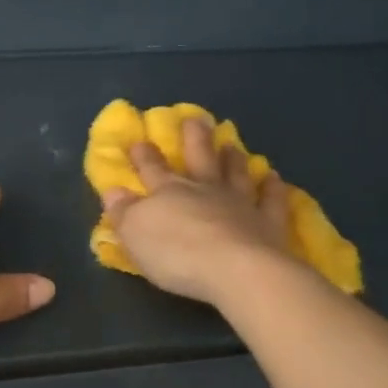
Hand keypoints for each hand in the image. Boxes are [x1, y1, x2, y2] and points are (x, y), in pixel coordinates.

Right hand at [101, 117, 301, 305]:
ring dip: (232, 158)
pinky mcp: (270, 223)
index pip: (152, 169)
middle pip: (198, 158)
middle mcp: (206, 190)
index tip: (139, 140)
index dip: (144, 156)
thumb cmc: (176, 254)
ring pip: (235, 173)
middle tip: (194, 118)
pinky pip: (272, 200)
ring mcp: (241, 203)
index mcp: (169, 192)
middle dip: (193, 138)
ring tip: (231, 143)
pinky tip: (274, 178)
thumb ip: (124, 212)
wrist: (236, 270)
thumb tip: (113, 191)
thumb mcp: (135, 234)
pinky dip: (273, 188)